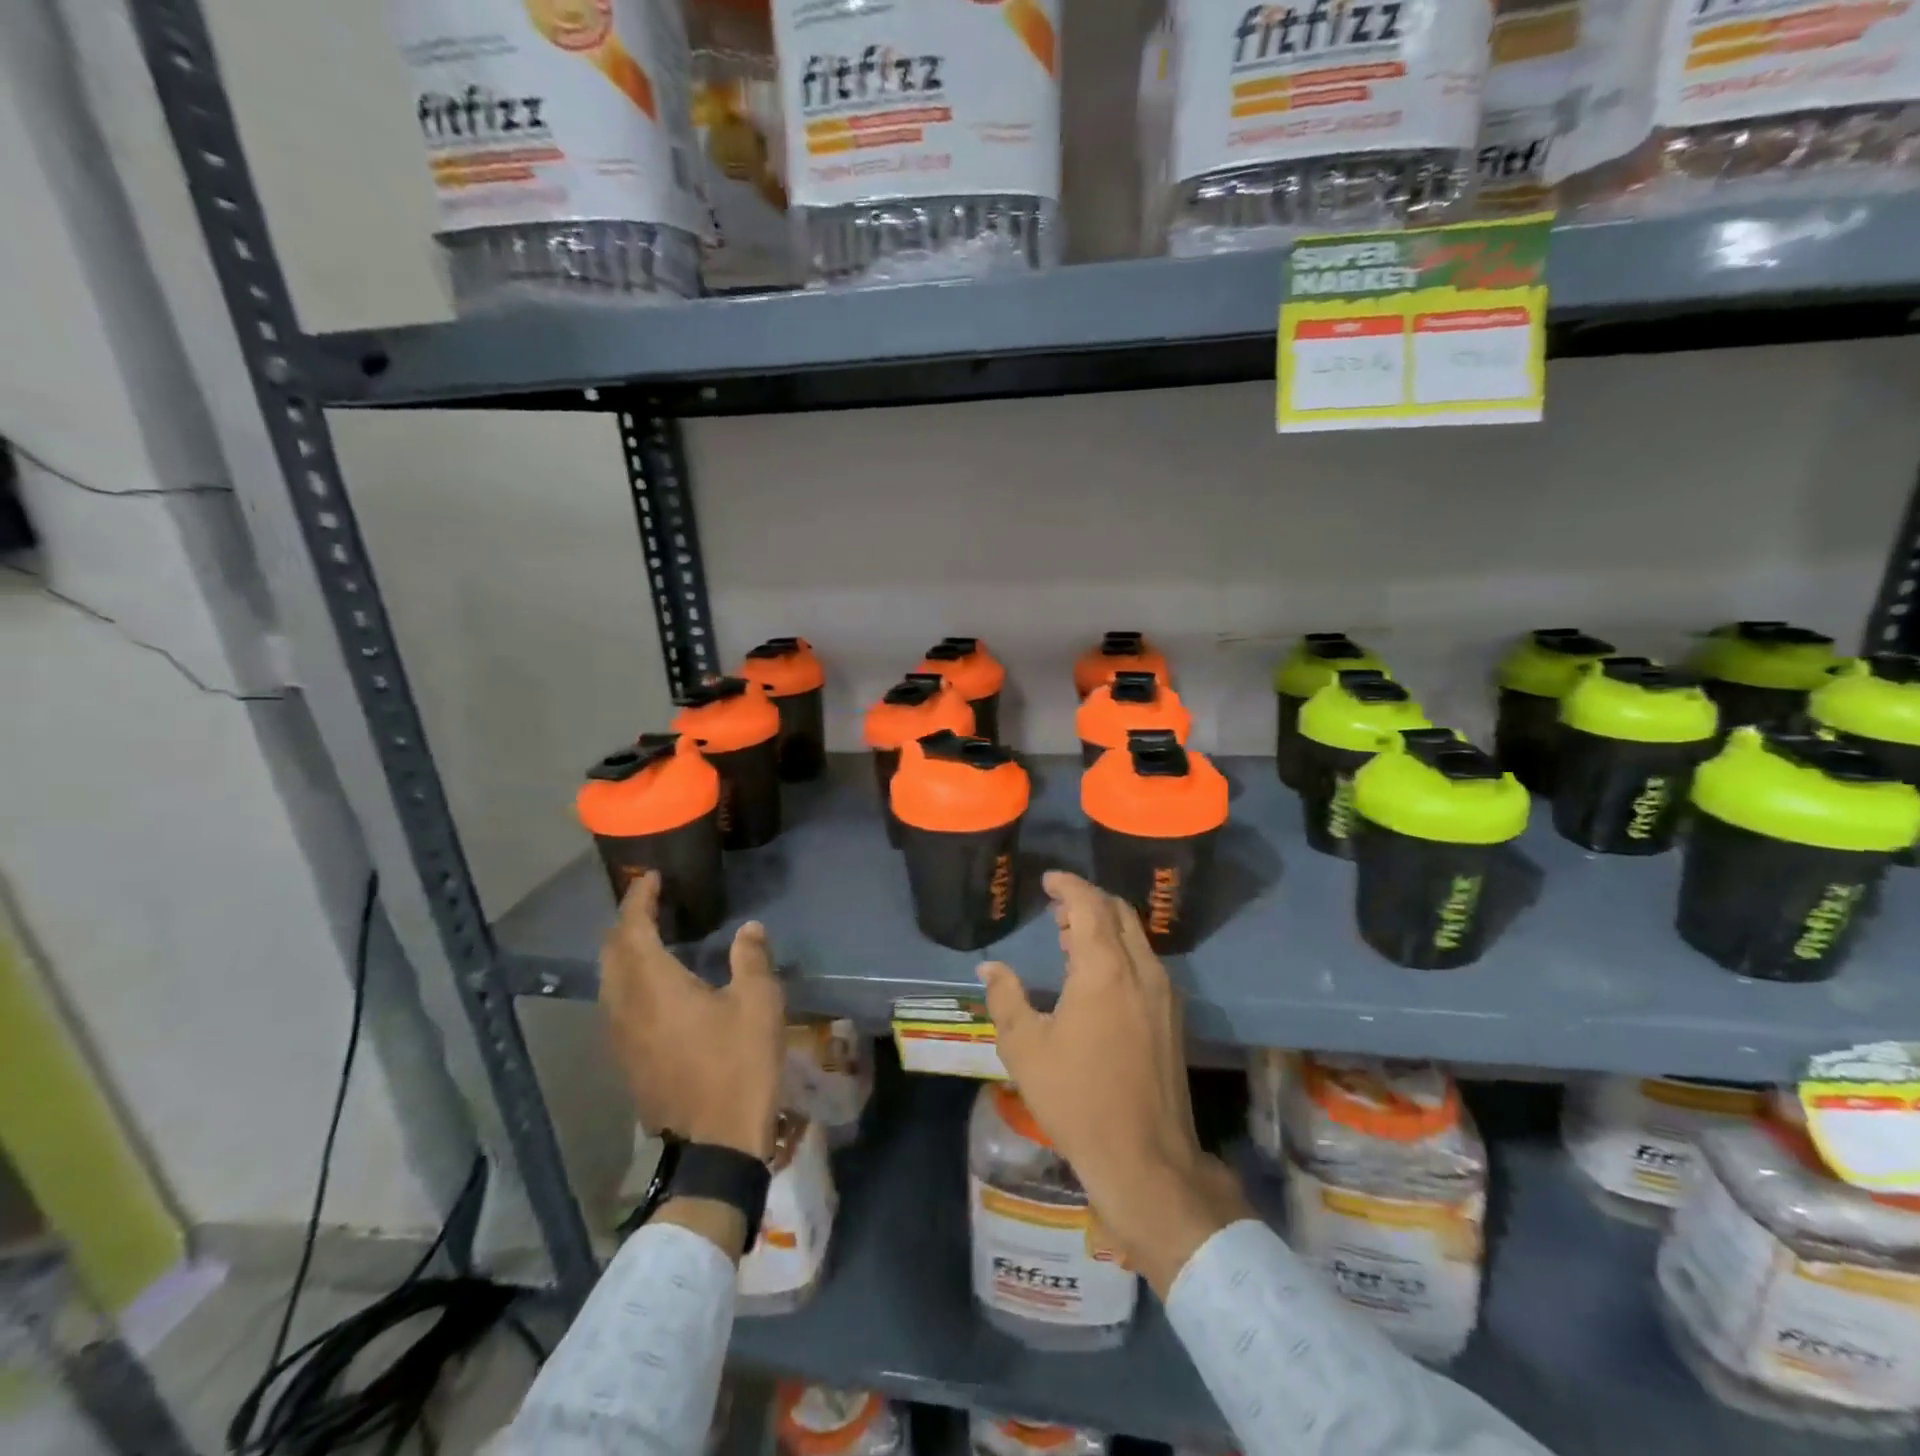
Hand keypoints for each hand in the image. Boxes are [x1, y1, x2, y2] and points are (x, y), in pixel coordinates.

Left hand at [601, 873, 784, 1160]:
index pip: (632, 929)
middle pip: (611, 953)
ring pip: (609, 981)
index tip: (651, 878)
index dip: (638, 899)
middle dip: (626, 922)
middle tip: (651, 904)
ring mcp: (620, 1038)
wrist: (714, 1144)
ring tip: (651, 938)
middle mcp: (625, 1006)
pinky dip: (627, 980)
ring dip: (624, 952)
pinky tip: (653, 986)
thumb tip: (749, 928)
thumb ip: (750, 958)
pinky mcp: (626, 1061)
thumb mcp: (758, 1003)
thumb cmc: (738, 1064)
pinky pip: (615, 1005)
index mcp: (653, 986)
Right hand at [979, 872, 1251, 1296]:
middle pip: (1119, 913)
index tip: (1048, 880)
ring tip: (1069, 939)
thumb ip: (1005, 997)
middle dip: (1088, 901)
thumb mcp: (1025, 1048)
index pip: (1089, 905)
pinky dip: (1120, 951)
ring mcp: (1164, 994)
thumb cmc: (1077, 1099)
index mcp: (1105, 970)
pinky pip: (1145, 963)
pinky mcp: (1172, 1018)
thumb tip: (990, 966)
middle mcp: (1142, 971)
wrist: (1145, 1159)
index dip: (1068, 885)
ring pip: (1135, 938)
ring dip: (1104, 927)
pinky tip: (1096, 977)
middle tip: (1056, 909)